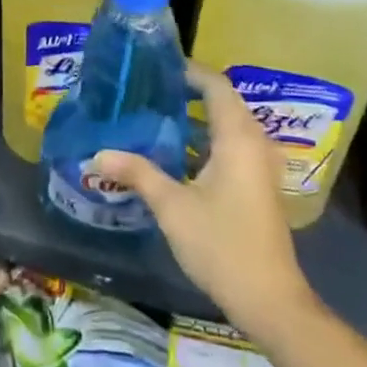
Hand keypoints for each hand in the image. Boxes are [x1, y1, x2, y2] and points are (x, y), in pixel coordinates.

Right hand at [92, 64, 316, 346]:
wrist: (269, 300)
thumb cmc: (222, 245)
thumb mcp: (172, 206)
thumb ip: (137, 173)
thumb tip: (97, 154)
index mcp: (237, 138)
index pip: (216, 85)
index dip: (189, 71)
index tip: (156, 66)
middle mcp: (254, 143)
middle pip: (223, 102)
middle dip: (188, 92)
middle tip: (149, 89)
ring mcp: (259, 166)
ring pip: (228, 126)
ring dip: (197, 117)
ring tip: (155, 114)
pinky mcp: (258, 185)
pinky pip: (232, 145)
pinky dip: (206, 139)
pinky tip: (176, 152)